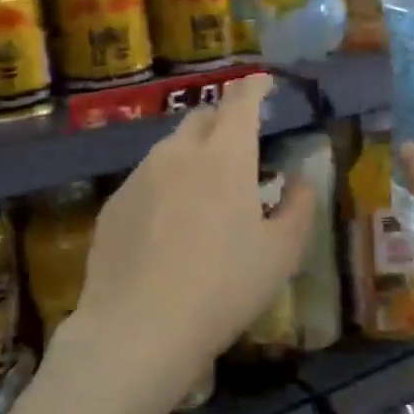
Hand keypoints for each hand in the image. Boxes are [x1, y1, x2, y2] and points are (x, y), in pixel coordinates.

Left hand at [65, 75, 316, 402]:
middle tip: (239, 142)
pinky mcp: (113, 205)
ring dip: (192, 154)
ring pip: (170, 150)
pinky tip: (169, 224)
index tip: (263, 82)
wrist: (138, 330)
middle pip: (201, 119)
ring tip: (205, 188)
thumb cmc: (223, 288)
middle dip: (222, 119)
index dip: (254, 87)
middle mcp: (177, 154)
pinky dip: (165, 185)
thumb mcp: (281, 254)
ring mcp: (138, 177)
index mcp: (224, 157)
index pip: (240, 103)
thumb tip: (300, 181)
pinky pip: (146, 180)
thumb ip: (298, 208)